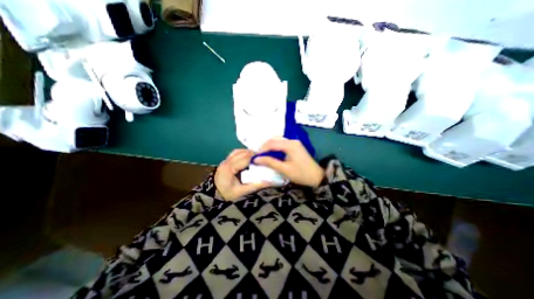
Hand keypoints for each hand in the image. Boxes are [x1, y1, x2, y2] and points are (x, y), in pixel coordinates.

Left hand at [215, 148, 271, 200]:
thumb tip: (270, 181)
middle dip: (253, 154)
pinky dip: (243, 153)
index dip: (255, 157)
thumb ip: (255, 186)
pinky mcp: (226, 161)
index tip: (265, 158)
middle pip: (241, 153)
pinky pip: (236, 153)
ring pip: (238, 151)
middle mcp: (226, 162)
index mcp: (229, 168)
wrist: (213, 197)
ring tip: (257, 157)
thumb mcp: (241, 192)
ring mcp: (225, 161)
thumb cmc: (227, 195)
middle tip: (263, 158)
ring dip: (248, 153)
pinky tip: (249, 158)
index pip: (244, 158)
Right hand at [256, 138, 325, 186]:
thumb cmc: (301, 174)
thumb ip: (270, 162)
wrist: (317, 177)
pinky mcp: (296, 146)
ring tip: (264, 156)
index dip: (262, 149)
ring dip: (270, 147)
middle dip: (265, 147)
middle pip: (274, 140)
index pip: (271, 143)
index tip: (255, 157)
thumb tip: (256, 159)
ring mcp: (295, 143)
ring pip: (278, 141)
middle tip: (258, 156)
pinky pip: (282, 144)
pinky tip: (272, 154)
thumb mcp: (284, 169)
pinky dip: (275, 148)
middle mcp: (292, 141)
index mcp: (290, 145)